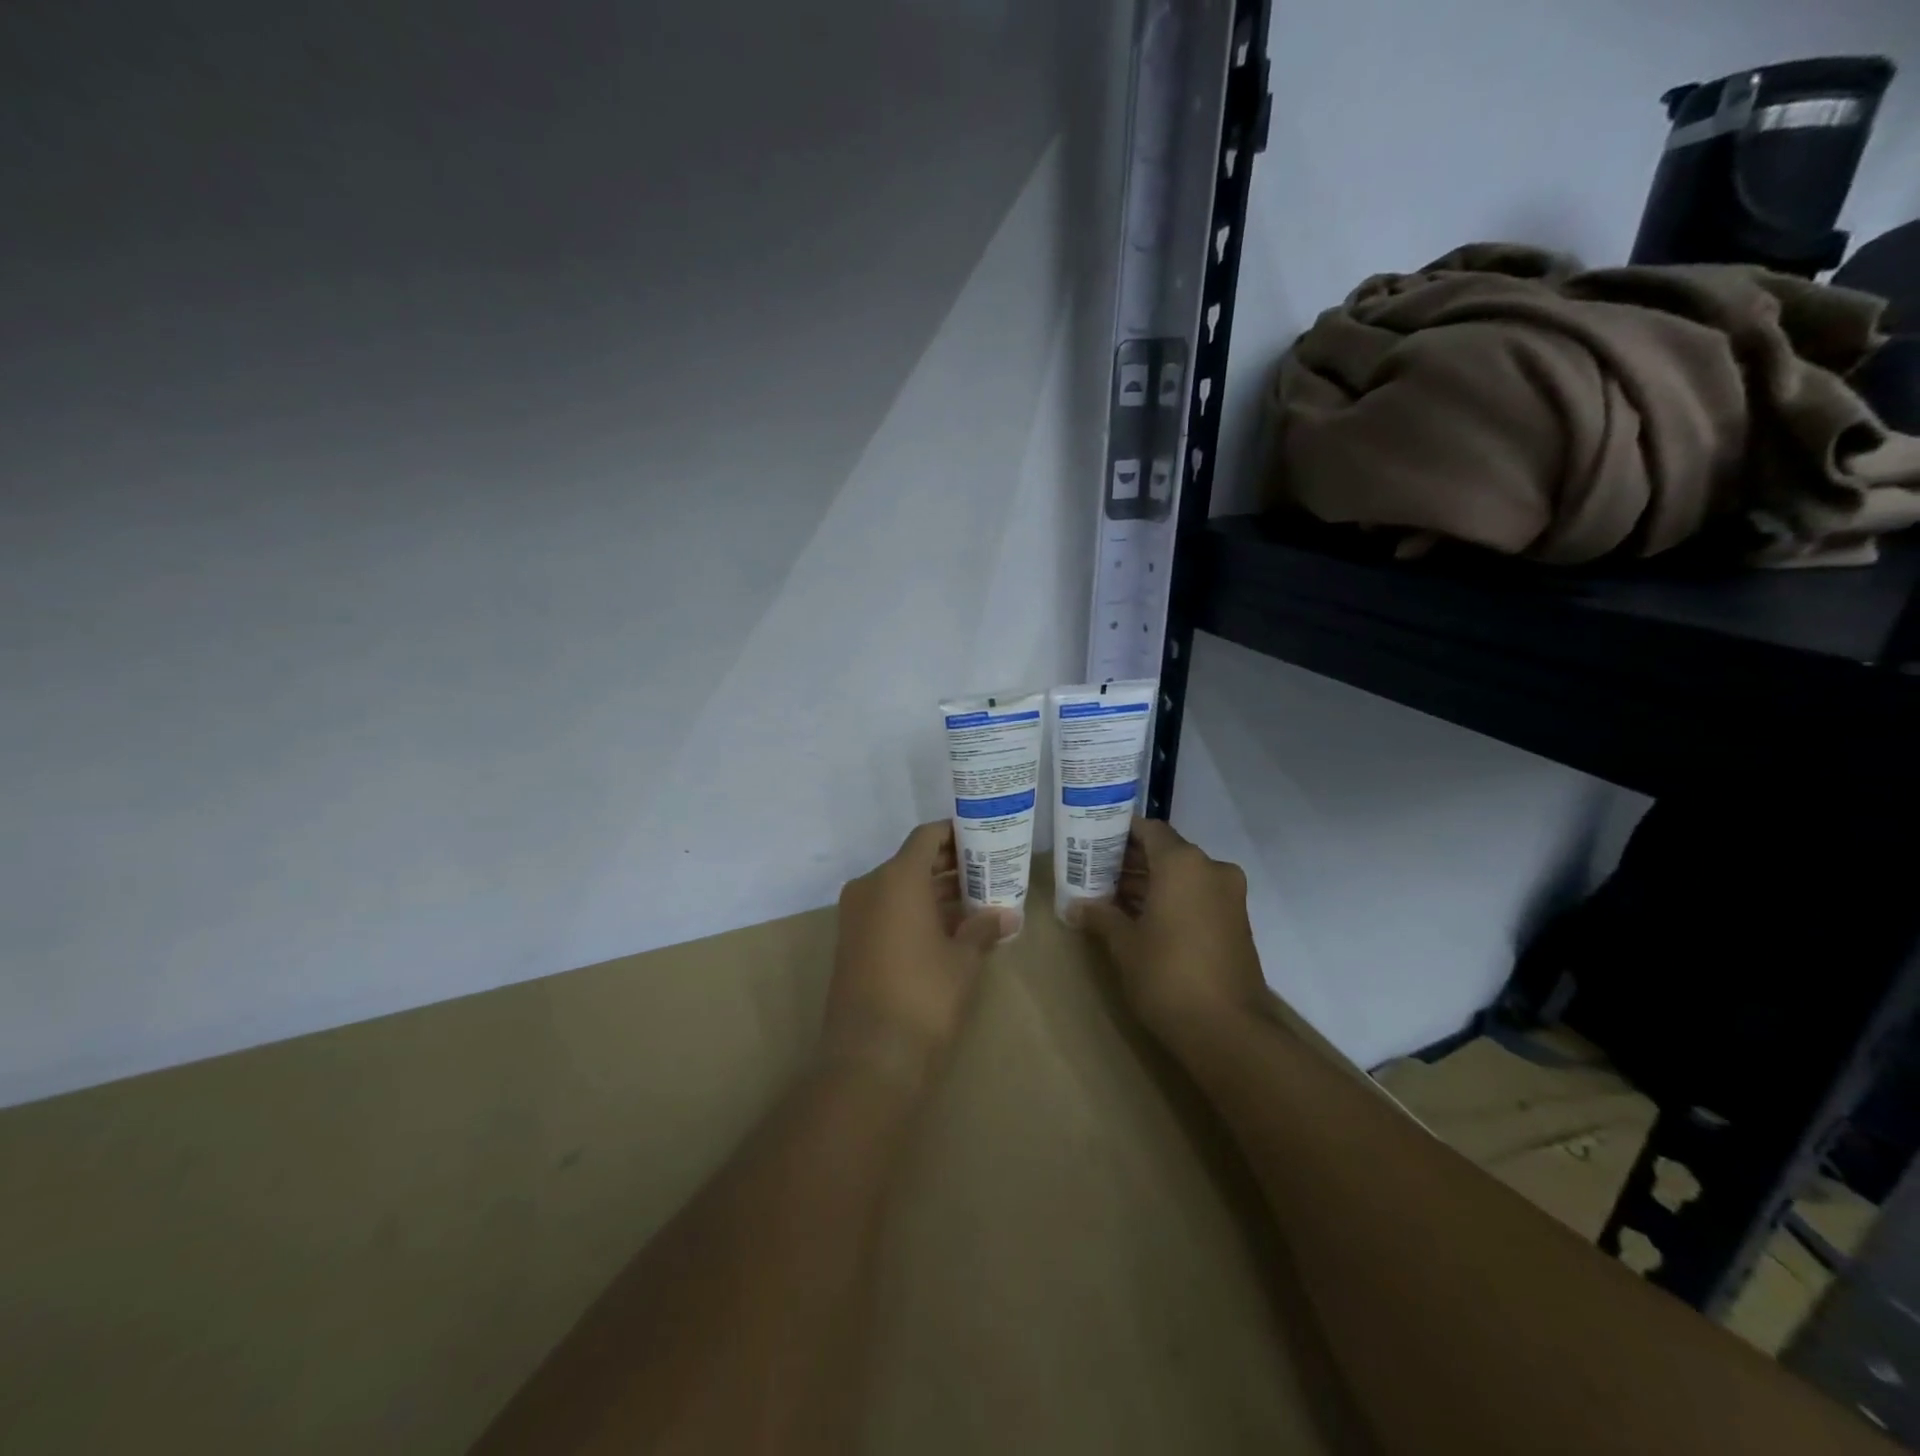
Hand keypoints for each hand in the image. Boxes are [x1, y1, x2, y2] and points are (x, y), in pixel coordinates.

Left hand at [824, 821, 1011, 1093]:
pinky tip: (947, 925)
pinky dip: (914, 909)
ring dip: (932, 889)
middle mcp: (871, 886)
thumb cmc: (924, 995)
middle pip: (912, 860)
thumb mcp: (963, 959)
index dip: (954, 833)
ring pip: (899, 886)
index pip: (926, 837)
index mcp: (897, 878)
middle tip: (986, 868)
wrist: (870, 1054)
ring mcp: (856, 914)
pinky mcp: (852, 940)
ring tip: (974, 897)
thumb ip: (982, 928)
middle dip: (948, 863)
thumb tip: (1006, 916)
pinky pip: (886, 909)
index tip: (982, 837)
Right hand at [1074, 818, 1267, 1044]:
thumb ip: (1101, 916)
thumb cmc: (1168, 975)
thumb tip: (1076, 906)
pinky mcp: (1236, 922)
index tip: (1093, 840)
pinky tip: (1141, 917)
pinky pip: (1198, 896)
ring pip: (1183, 876)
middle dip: (1131, 860)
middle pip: (1166, 851)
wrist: (1228, 1030)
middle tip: (1095, 870)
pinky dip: (1172, 899)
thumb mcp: (1125, 944)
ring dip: (1151, 882)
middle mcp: (1211, 869)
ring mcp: (1229, 896)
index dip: (1120, 832)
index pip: (1149, 829)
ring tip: (1111, 895)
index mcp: (1183, 863)